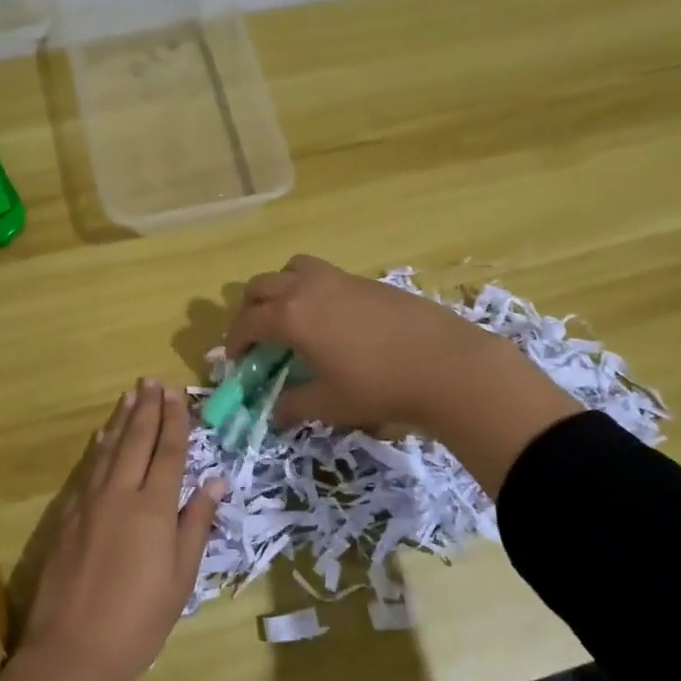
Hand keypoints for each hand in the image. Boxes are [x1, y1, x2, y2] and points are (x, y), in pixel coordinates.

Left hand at [19, 379, 225, 680]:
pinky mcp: (68, 517)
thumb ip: (196, 523)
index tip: (177, 394)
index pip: (168, 452)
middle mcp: (119, 494)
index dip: (175, 421)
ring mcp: (88, 504)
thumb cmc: (140, 619)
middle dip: (147, 410)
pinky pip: (89, 470)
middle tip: (152, 381)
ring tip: (129, 397)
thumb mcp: (182, 576)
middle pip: (136, 441)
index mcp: (153, 507)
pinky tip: (102, 439)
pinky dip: (99, 448)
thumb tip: (216, 482)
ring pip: (108, 450)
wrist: (73, 650)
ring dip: (121, 421)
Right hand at [224, 256, 581, 492]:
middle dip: (250, 309)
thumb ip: (293, 405)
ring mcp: (340, 279)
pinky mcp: (367, 280)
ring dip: (280, 288)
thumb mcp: (329, 404)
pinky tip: (330, 320)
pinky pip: (323, 275)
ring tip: (290, 316)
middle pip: (262, 285)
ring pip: (293, 268)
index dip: (235, 341)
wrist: (445, 364)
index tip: (236, 360)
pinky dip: (311, 290)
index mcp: (292, 316)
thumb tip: (275, 411)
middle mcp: (309, 288)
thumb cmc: (378, 387)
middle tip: (257, 336)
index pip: (248, 322)